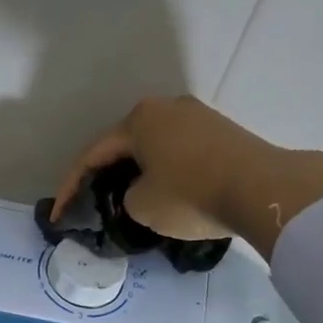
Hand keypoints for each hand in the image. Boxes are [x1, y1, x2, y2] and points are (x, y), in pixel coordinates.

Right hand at [51, 95, 249, 237]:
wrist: (264, 189)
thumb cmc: (191, 194)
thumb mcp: (141, 205)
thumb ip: (126, 197)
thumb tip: (141, 193)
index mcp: (138, 119)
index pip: (92, 156)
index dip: (70, 188)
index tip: (57, 214)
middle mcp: (166, 108)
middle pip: (123, 146)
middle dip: (104, 176)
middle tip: (90, 203)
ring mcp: (197, 117)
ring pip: (153, 149)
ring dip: (136, 174)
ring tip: (126, 200)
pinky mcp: (221, 132)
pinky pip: (178, 153)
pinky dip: (163, 172)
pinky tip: (162, 193)